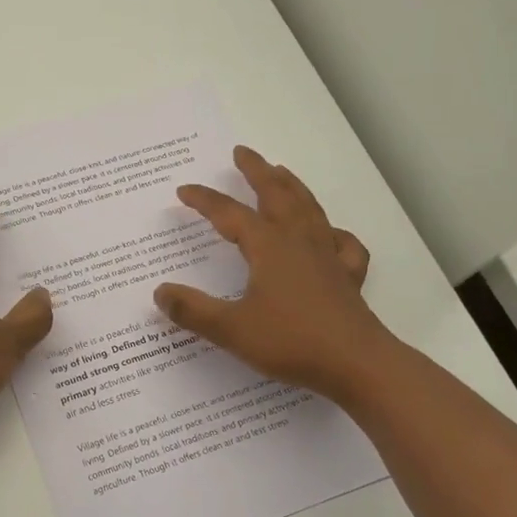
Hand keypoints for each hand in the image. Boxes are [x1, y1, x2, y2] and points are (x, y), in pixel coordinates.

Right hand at [152, 146, 389, 404]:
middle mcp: (298, 241)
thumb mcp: (232, 329)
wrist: (356, 364)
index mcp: (269, 247)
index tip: (183, 190)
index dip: (205, 200)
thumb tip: (160, 292)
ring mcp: (328, 256)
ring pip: (308, 208)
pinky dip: (333, 231)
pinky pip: (342, 243)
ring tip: (281, 172)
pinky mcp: (348, 276)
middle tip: (242, 152)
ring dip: (291, 186)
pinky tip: (329, 234)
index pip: (229, 214)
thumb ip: (193, 310)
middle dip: (257, 171)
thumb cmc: (292, 342)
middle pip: (276, 194)